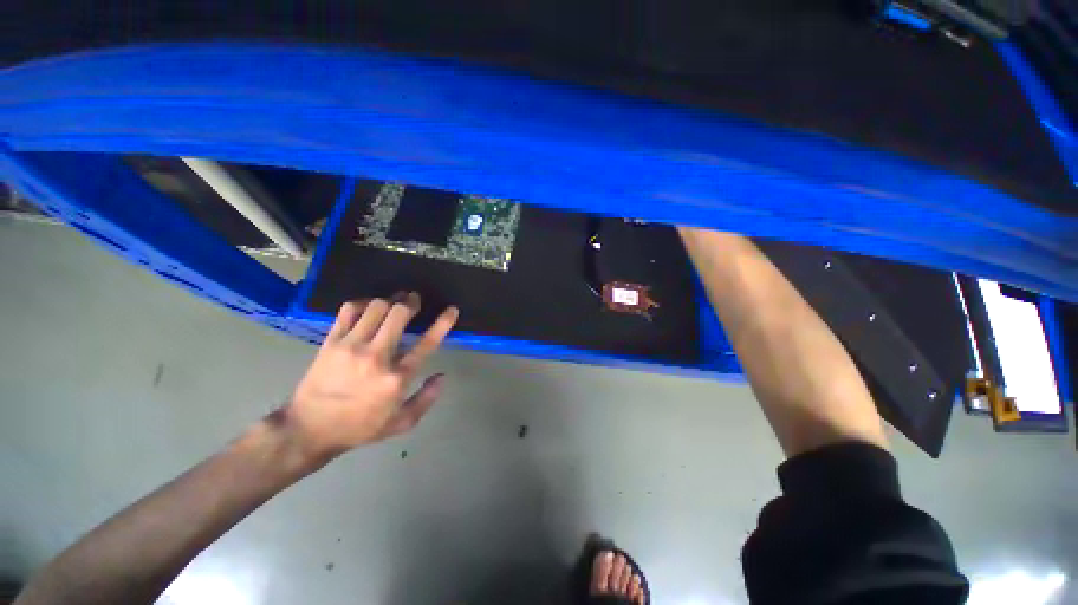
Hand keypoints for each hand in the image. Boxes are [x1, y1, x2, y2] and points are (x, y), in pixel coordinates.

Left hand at [284, 293, 458, 459]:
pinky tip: (368, 307)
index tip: (451, 310)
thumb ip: (426, 399)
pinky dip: (362, 303)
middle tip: (414, 300)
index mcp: (397, 378)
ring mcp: (351, 346)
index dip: (443, 323)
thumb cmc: (360, 427)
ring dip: (389, 301)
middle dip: (411, 302)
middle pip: (398, 314)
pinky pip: (348, 311)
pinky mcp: (331, 342)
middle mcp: (376, 356)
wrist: (309, 430)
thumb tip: (442, 376)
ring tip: (393, 302)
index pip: (427, 343)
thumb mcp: (401, 423)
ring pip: (375, 307)